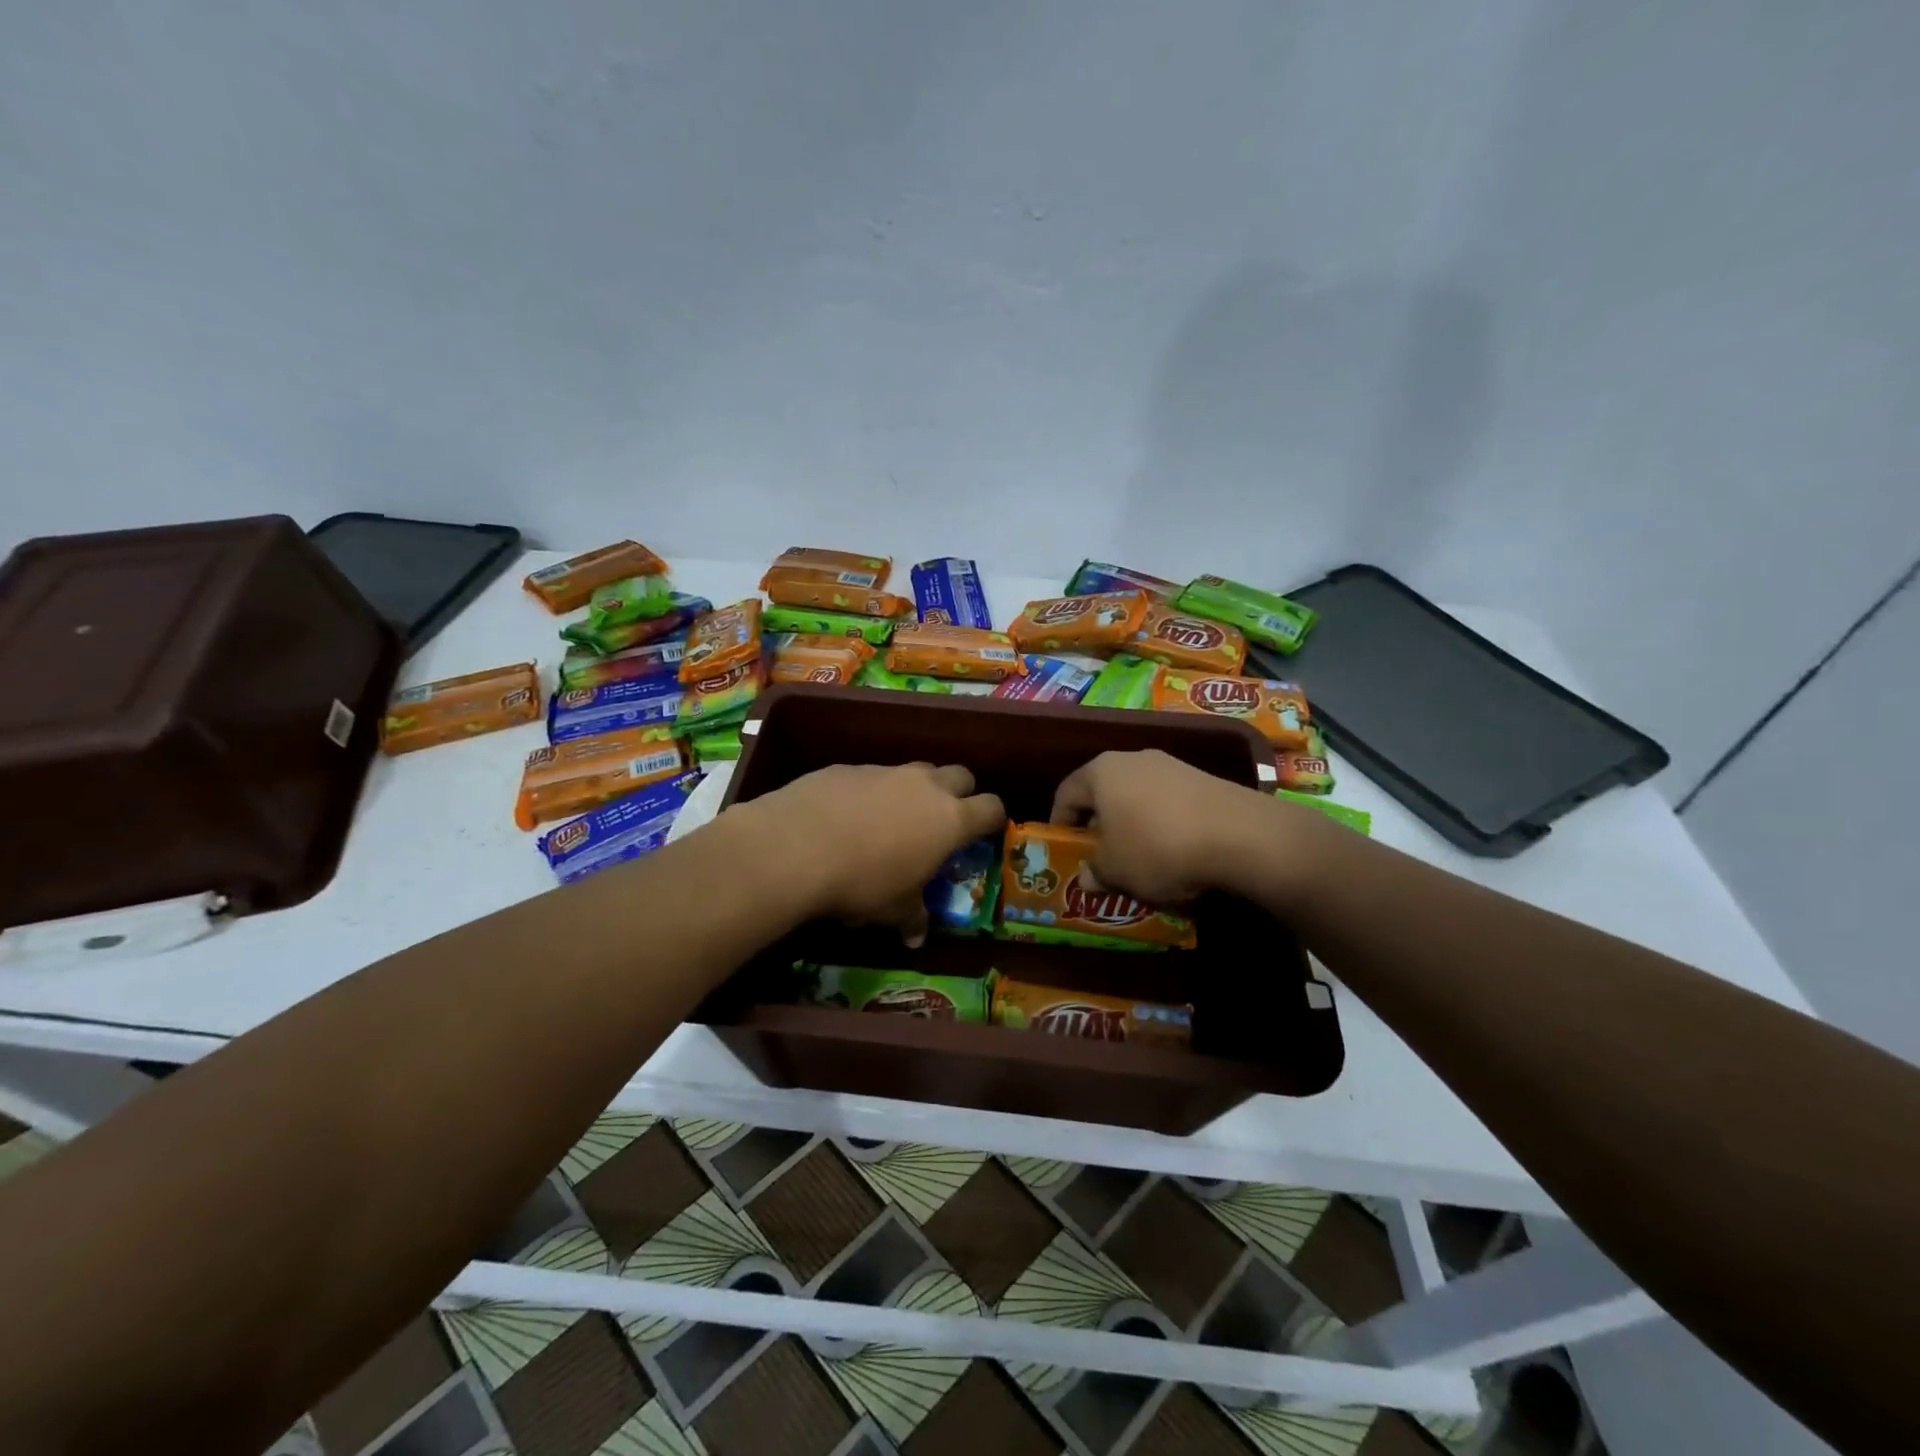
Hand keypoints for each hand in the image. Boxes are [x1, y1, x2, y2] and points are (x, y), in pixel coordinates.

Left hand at [741, 763, 1005, 944]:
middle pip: (960, 775)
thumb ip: (912, 917)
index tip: (985, 833)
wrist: (797, 846)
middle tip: (943, 821)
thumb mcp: (893, 909)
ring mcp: (886, 771)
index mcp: (950, 820)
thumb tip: (917, 938)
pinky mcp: (849, 767)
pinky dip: (872, 792)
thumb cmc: (862, 882)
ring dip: (914, 790)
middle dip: (959, 794)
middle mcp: (925, 786)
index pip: (991, 808)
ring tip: (893, 820)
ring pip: (915, 771)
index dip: (992, 819)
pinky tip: (848, 816)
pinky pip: (873, 776)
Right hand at [1050, 749, 1320, 905]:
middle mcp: (1133, 759)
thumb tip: (1087, 879)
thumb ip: (1095, 872)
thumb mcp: (1116, 870)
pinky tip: (1175, 851)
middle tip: (1098, 854)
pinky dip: (1164, 824)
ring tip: (1138, 857)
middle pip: (1104, 791)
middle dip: (1099, 823)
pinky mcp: (1204, 779)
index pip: (1066, 792)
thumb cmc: (1158, 847)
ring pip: (1139, 796)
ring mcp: (1172, 766)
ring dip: (1133, 824)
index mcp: (1101, 772)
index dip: (1059, 821)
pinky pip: (1170, 803)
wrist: (1241, 835)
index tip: (1062, 846)